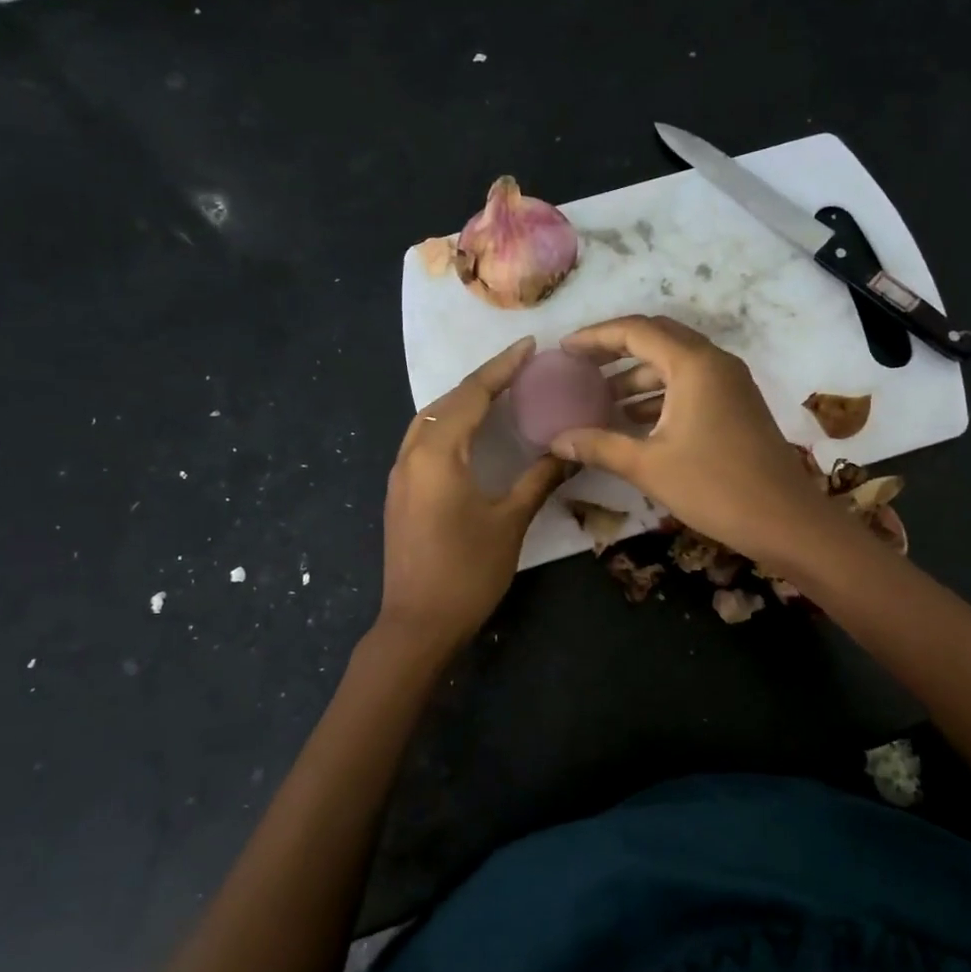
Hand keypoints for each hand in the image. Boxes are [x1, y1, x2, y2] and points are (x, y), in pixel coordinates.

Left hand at [380, 337, 569, 646]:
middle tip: (519, 368)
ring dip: (461, 401)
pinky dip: (449, 424)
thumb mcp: (510, 522)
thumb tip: (571, 450)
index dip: (501, 368)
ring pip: (429, 420)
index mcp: (437, 455)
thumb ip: (539, 479)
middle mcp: (411, 455)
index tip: (529, 347)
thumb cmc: (467, 572)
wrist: (417, 624)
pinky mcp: (399, 493)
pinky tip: (471, 434)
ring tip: (498, 393)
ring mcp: (400, 475)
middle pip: (446, 402)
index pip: (471, 396)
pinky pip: (423, 441)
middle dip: (482, 381)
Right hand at [550, 315, 837, 565]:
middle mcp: (714, 361)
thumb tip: (556, 441)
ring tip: (599, 399)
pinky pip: (691, 383)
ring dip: (637, 375)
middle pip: (657, 338)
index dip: (595, 337)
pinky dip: (659, 393)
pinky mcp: (737, 404)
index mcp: (693, 364)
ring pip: (675, 363)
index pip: (635, 331)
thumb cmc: (715, 488)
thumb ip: (599, 446)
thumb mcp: (649, 466)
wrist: (785, 520)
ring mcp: (730, 382)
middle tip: (580, 367)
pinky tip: (633, 420)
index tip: (563, 350)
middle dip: (615, 349)